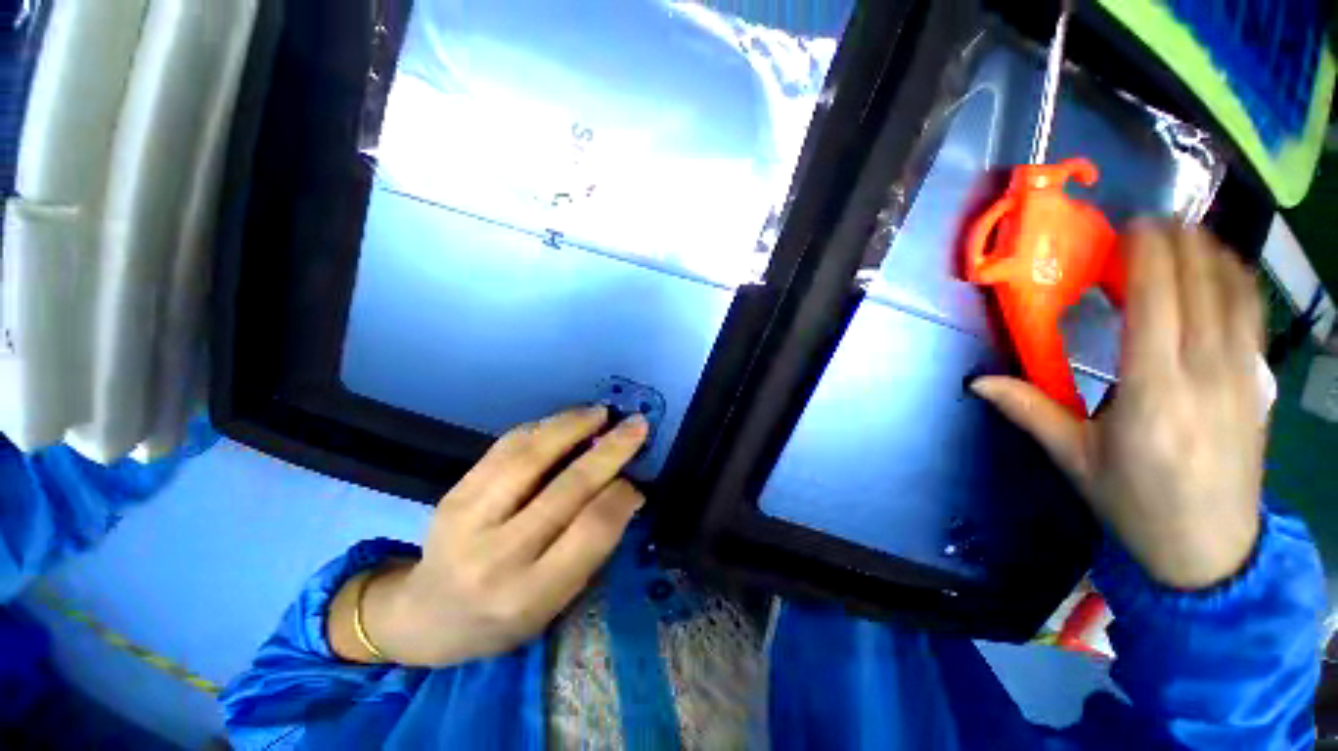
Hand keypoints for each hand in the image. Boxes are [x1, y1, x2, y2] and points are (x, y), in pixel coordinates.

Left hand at [329, 406, 647, 664]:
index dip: (622, 496)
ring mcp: (468, 520)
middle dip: (610, 450)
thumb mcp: (556, 601)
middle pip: (566, 489)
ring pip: (530, 458)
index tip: (636, 480)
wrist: (428, 616)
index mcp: (531, 594)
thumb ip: (590, 547)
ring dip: (572, 427)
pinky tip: (564, 421)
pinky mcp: (453, 493)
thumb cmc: (505, 616)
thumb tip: (624, 488)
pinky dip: (540, 428)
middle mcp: (498, 556)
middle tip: (636, 426)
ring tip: (600, 413)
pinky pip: (503, 449)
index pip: (591, 531)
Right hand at [973, 224, 1264, 589]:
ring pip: (1235, 295)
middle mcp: (1205, 376)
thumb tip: (978, 382)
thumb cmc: (1134, 504)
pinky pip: (1252, 318)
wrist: (1209, 550)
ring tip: (1188, 233)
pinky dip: (1238, 282)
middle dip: (1179, 244)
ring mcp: (1242, 379)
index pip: (1158, 304)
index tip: (1132, 227)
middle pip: (1200, 287)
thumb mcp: (1075, 459)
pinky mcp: (1259, 386)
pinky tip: (1223, 270)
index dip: (1148, 256)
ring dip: (1212, 254)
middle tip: (1152, 221)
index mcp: (1153, 394)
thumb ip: (1030, 411)